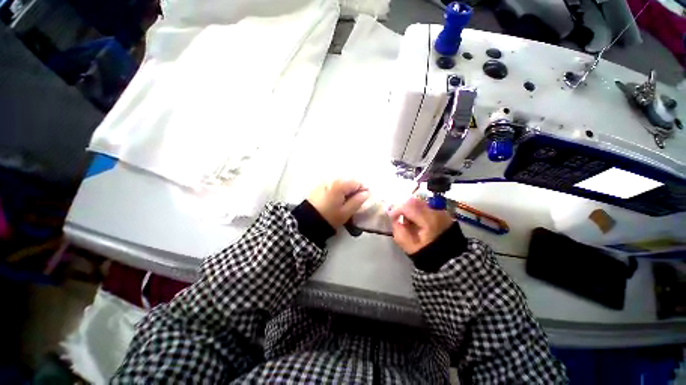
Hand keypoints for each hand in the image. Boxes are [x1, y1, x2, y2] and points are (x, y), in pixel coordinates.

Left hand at [307, 180, 369, 227]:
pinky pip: (334, 184)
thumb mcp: (346, 212)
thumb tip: (366, 193)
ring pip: (342, 182)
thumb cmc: (329, 217)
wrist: (307, 221)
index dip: (362, 190)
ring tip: (343, 202)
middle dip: (354, 190)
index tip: (361, 200)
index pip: (357, 182)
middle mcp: (332, 179)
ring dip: (346, 190)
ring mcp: (325, 181)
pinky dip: (338, 190)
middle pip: (349, 181)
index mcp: (340, 185)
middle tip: (352, 202)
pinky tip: (335, 200)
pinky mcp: (320, 186)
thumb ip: (358, 201)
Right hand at [388, 197, 453, 253]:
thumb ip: (398, 230)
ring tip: (410, 221)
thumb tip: (395, 219)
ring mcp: (441, 211)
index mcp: (428, 221)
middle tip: (400, 218)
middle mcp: (436, 212)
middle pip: (414, 201)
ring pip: (420, 201)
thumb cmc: (427, 253)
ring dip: (410, 209)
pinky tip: (418, 221)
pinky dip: (418, 210)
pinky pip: (426, 205)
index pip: (408, 206)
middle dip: (403, 208)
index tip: (392, 217)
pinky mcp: (443, 212)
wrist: (450, 258)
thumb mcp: (408, 246)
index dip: (396, 210)